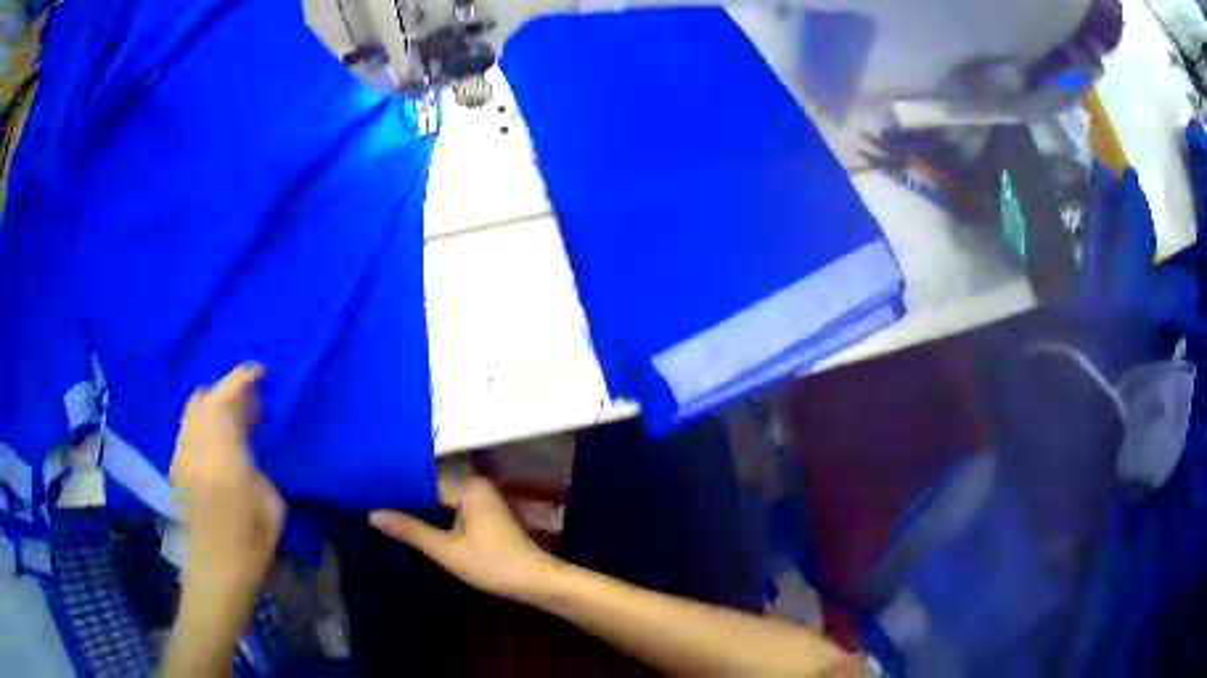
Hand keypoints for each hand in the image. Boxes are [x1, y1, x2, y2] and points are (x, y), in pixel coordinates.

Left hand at [170, 363, 283, 593]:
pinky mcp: (176, 470)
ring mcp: (181, 458)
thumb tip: (246, 448)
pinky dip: (202, 424)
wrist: (214, 575)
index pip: (225, 400)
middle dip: (226, 390)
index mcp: (222, 457)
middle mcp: (195, 449)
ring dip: (212, 406)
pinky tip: (217, 442)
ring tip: (234, 420)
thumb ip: (256, 466)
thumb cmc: (250, 547)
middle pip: (203, 399)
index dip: (242, 379)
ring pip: (191, 413)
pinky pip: (187, 431)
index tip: (259, 372)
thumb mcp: (271, 507)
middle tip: (249, 402)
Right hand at [370, 476, 559, 599]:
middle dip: (406, 499)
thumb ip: (410, 529)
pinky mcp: (486, 516)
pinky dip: (435, 517)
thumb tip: (373, 513)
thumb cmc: (492, 564)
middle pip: (432, 489)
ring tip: (385, 514)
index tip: (368, 494)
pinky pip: (453, 510)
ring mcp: (483, 501)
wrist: (536, 582)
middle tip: (371, 504)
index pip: (422, 481)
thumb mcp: (445, 549)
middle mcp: (476, 485)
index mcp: (468, 486)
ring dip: (420, 510)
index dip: (396, 490)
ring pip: (441, 501)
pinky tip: (415, 527)